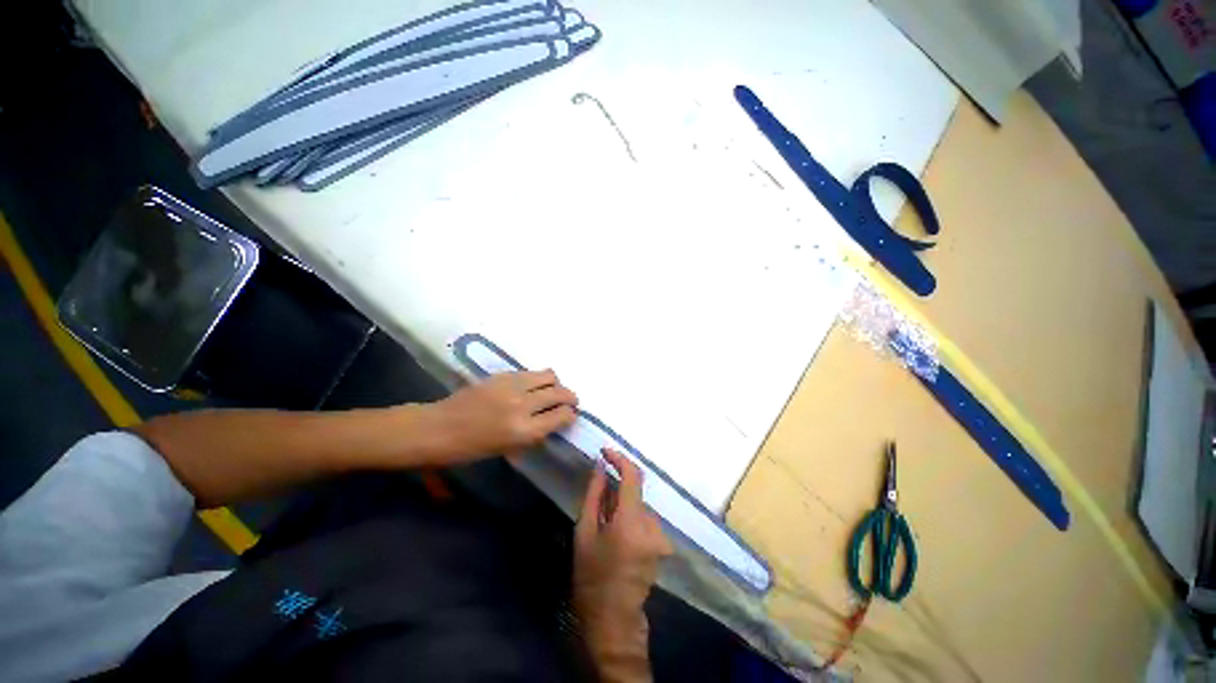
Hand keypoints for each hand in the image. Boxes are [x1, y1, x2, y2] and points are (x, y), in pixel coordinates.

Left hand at [426, 370, 577, 463]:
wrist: (438, 428)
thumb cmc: (470, 449)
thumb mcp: (508, 448)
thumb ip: (534, 432)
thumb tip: (553, 420)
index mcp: (524, 431)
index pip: (562, 415)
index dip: (571, 415)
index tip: (571, 416)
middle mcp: (523, 405)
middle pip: (560, 393)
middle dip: (570, 398)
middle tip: (569, 402)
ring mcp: (512, 386)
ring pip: (549, 376)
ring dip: (556, 384)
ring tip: (552, 391)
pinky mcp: (503, 375)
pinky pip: (530, 372)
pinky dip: (538, 379)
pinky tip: (531, 387)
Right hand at [574, 448, 672, 681]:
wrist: (613, 618)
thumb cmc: (592, 575)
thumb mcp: (585, 531)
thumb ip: (594, 494)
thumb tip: (601, 467)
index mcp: (632, 521)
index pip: (633, 476)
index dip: (620, 459)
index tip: (605, 452)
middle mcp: (652, 525)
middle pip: (635, 492)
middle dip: (617, 490)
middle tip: (598, 502)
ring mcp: (660, 536)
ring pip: (639, 505)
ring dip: (623, 506)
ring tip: (605, 524)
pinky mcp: (662, 543)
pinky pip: (644, 518)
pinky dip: (631, 517)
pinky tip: (617, 535)